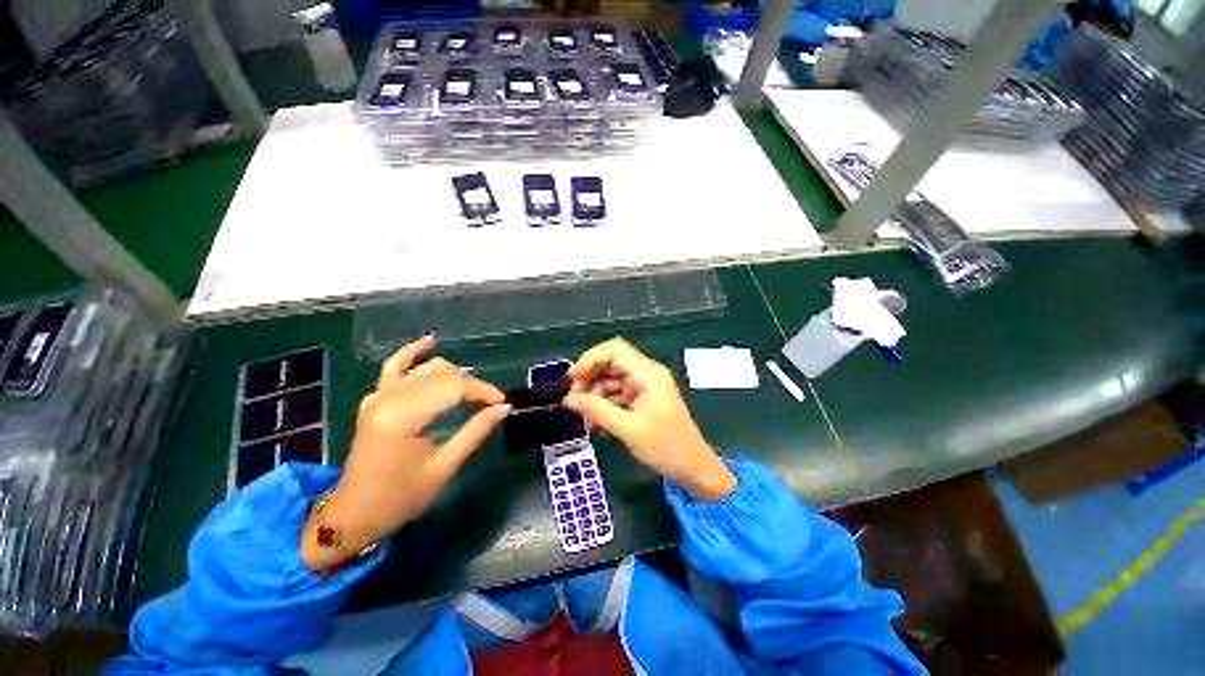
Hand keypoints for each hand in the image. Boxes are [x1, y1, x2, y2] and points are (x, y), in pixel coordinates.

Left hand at [301, 336, 509, 571]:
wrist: (353, 514)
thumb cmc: (400, 498)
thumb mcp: (444, 468)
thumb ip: (475, 432)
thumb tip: (504, 408)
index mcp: (403, 418)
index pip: (454, 388)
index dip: (483, 391)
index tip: (502, 403)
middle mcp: (388, 399)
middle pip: (442, 375)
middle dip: (472, 385)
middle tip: (490, 404)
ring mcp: (378, 396)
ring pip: (425, 368)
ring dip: (453, 374)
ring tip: (471, 391)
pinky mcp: (374, 399)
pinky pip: (394, 366)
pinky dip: (413, 352)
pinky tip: (431, 342)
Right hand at [563, 338, 736, 501]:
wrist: (693, 468)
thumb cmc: (666, 447)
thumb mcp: (628, 429)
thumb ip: (597, 410)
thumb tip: (568, 399)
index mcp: (648, 374)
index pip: (615, 351)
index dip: (590, 359)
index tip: (573, 379)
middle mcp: (645, 374)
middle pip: (610, 363)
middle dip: (589, 379)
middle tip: (573, 400)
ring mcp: (643, 387)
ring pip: (611, 380)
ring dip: (594, 395)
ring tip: (584, 418)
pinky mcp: (641, 399)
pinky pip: (616, 394)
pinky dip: (604, 405)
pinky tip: (595, 424)